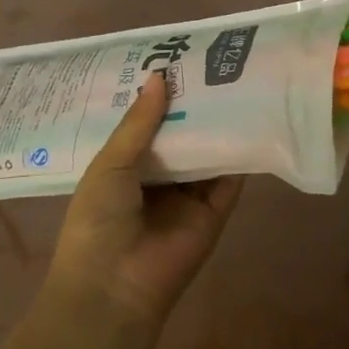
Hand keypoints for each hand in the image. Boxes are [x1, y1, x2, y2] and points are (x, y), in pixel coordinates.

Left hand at [44, 73, 243, 326]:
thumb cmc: (97, 223)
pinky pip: (230, 177)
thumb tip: (160, 76)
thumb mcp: (110, 165)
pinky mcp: (216, 211)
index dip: (159, 97)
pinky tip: (252, 118)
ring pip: (208, 152)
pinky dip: (240, 152)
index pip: (146, 126)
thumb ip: (138, 123)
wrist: (115, 287)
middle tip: (211, 62)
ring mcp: (189, 196)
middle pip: (181, 136)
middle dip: (192, 105)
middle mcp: (159, 179)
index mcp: (125, 169)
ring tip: (235, 79)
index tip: (174, 60)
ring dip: (218, 124)